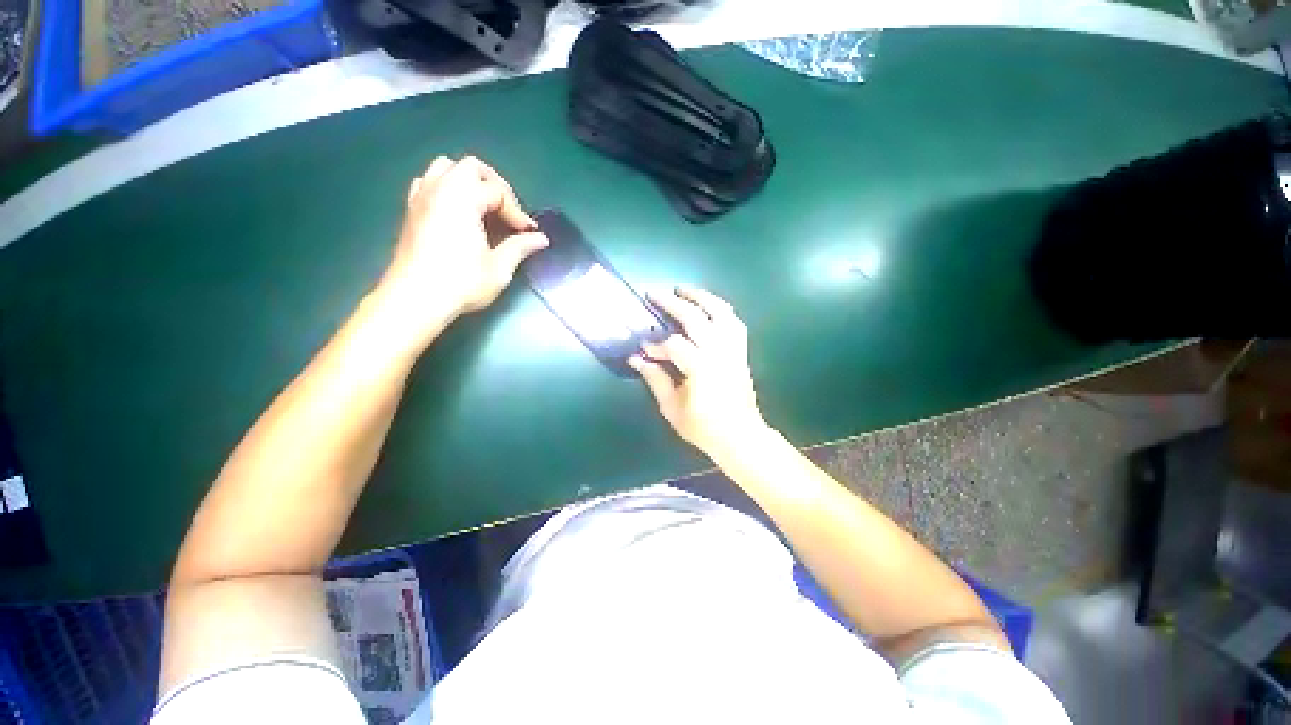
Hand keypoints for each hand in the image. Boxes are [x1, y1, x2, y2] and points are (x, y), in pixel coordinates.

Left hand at [379, 156, 548, 336]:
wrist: (416, 298)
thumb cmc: (462, 282)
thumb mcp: (499, 268)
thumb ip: (520, 247)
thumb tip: (541, 239)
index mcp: (464, 199)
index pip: (498, 193)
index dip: (517, 212)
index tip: (528, 233)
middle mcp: (440, 189)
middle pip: (472, 167)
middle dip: (495, 186)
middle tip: (507, 212)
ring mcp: (421, 197)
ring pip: (446, 167)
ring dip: (469, 181)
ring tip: (482, 206)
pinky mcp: (410, 210)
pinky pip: (429, 181)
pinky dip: (446, 187)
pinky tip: (455, 210)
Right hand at [628, 286, 766, 456]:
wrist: (741, 437)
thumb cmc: (704, 427)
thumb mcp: (672, 408)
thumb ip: (655, 379)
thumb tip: (636, 359)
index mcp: (701, 368)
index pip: (673, 345)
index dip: (655, 345)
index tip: (643, 348)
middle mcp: (719, 352)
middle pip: (696, 318)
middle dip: (672, 303)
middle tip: (654, 293)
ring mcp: (734, 349)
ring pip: (720, 312)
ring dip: (701, 297)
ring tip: (684, 290)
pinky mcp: (742, 351)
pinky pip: (734, 322)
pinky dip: (721, 309)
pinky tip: (710, 306)